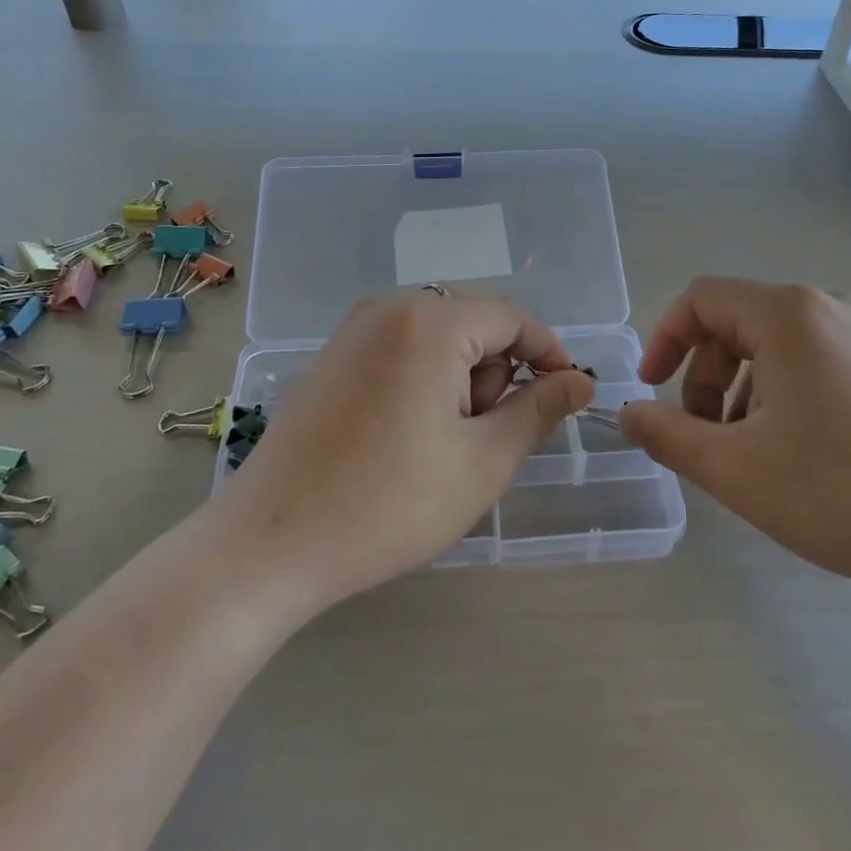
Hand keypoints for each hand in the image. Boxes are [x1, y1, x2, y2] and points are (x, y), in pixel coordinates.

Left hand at [218, 291, 594, 615]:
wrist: (269, 543)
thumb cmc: (388, 503)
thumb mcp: (482, 460)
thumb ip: (539, 410)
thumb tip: (581, 380)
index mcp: (429, 321)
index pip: (511, 317)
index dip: (548, 353)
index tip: (567, 395)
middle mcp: (389, 307)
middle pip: (473, 324)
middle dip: (495, 375)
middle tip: (482, 439)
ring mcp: (353, 329)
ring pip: (438, 338)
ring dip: (460, 382)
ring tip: (441, 445)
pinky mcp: (333, 356)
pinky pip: (401, 349)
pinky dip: (424, 381)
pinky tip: (406, 437)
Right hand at [620, 278, 850, 641]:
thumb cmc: (842, 494)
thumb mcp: (735, 469)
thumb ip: (666, 434)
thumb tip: (628, 413)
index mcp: (789, 315)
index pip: (701, 299)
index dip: (664, 339)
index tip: (651, 390)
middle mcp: (829, 309)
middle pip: (736, 324)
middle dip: (704, 377)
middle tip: (704, 438)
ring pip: (774, 347)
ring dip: (741, 392)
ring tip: (749, 455)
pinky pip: (813, 363)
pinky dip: (781, 396)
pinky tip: (796, 454)